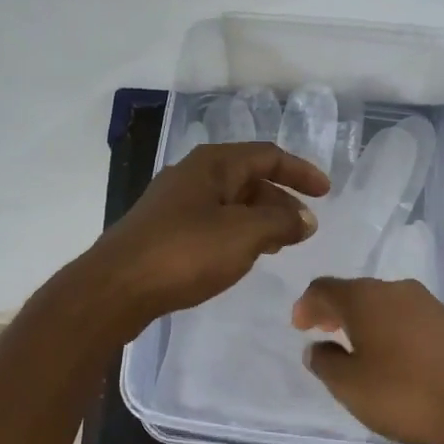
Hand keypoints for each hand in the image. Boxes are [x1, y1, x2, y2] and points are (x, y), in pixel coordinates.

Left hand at [88, 141, 330, 326]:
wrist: (117, 287)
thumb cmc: (185, 253)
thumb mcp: (243, 234)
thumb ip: (280, 222)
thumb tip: (305, 219)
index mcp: (213, 164)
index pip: (267, 156)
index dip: (300, 172)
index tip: (326, 193)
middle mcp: (192, 175)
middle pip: (247, 178)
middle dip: (280, 199)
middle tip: (302, 228)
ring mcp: (174, 204)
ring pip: (229, 203)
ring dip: (259, 218)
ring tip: (278, 244)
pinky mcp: (163, 231)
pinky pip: (211, 222)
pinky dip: (235, 233)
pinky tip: (240, 256)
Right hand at [291, 277, 443, 443]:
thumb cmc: (403, 395)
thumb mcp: (348, 386)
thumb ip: (324, 362)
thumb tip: (318, 348)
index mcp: (366, 298)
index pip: (325, 288)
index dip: (306, 305)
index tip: (300, 327)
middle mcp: (397, 290)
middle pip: (355, 292)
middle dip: (335, 310)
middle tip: (322, 332)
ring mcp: (429, 304)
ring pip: (384, 303)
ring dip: (364, 320)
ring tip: (356, 347)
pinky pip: (407, 317)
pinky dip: (390, 329)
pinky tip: (392, 356)